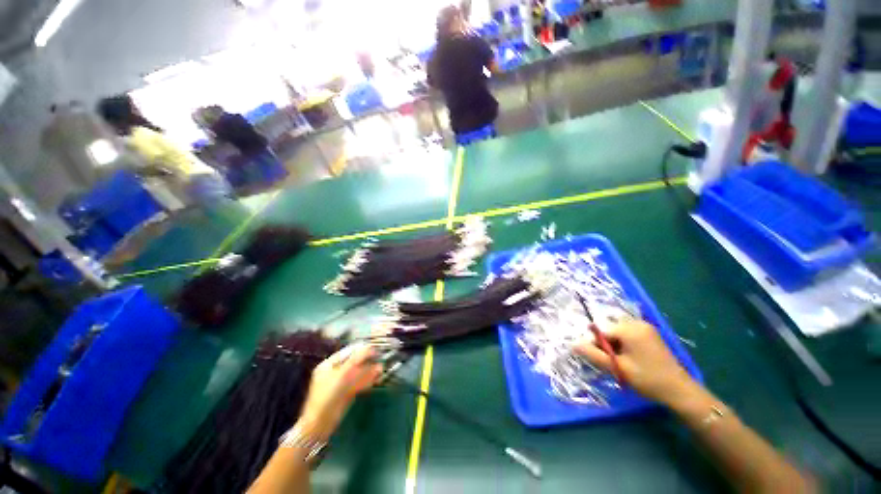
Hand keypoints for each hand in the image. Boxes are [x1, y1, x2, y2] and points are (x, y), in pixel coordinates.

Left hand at [297, 345, 382, 440]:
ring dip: (369, 371)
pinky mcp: (345, 394)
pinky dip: (367, 381)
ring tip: (381, 369)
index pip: (348, 351)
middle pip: (353, 362)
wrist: (320, 424)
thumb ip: (357, 360)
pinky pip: (357, 383)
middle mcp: (334, 371)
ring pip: (357, 373)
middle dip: (367, 361)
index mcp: (329, 364)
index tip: (375, 349)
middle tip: (380, 359)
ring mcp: (340, 383)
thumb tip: (371, 348)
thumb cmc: (328, 395)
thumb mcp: (343, 374)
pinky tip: (375, 379)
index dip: (362, 349)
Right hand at [575, 320, 697, 406]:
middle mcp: (637, 323)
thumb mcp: (617, 368)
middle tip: (612, 361)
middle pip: (609, 328)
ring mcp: (645, 327)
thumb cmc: (648, 379)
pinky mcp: (650, 333)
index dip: (596, 343)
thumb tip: (573, 344)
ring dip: (614, 343)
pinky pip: (627, 333)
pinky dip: (623, 342)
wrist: (680, 391)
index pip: (601, 329)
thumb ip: (594, 354)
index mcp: (629, 329)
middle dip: (605, 343)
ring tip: (621, 361)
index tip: (600, 359)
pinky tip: (629, 357)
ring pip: (617, 331)